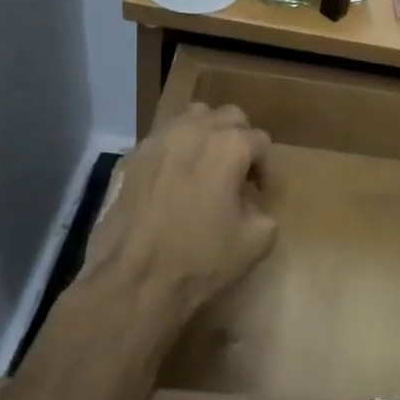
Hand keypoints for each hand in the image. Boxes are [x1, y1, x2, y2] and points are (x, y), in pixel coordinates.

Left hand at [72, 103, 276, 339]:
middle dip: (241, 140)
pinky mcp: (132, 158)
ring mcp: (158, 141)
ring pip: (193, 117)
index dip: (267, 169)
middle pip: (229, 117)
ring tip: (208, 167)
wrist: (133, 281)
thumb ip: (264, 211)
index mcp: (229, 146)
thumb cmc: (200, 259)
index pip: (261, 141)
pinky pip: (163, 138)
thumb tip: (250, 204)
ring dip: (208, 135)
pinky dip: (177, 149)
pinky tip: (175, 180)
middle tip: (240, 174)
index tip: (263, 194)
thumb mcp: (257, 241)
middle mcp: (194, 132)